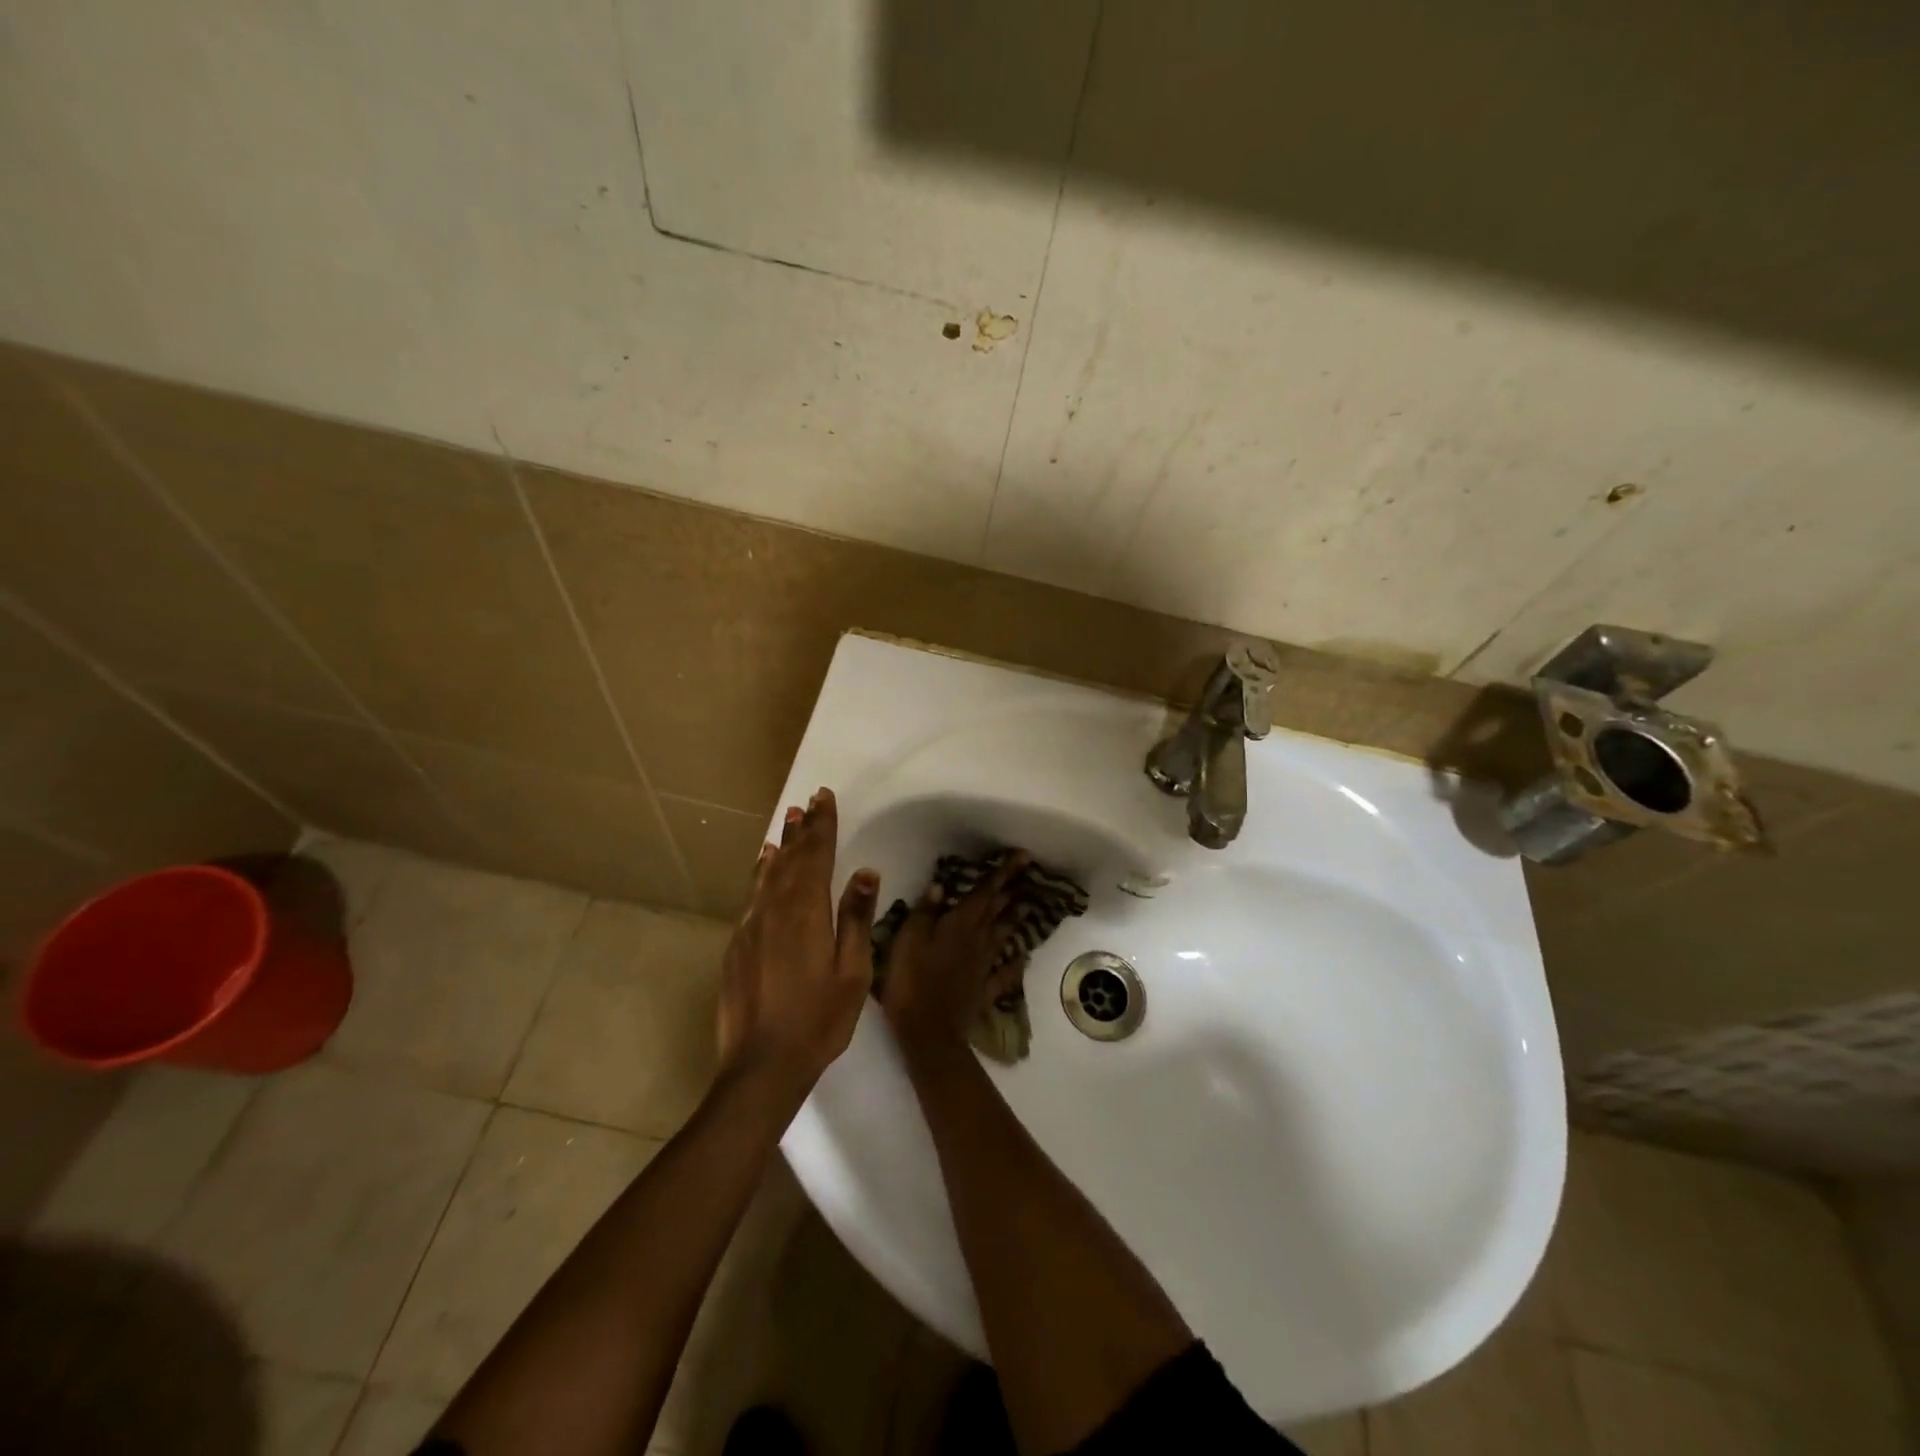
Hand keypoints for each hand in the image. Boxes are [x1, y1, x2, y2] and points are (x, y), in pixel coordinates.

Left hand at [716, 788, 878, 1096]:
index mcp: (806, 912)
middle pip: (790, 858)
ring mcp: (751, 926)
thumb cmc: (818, 1020)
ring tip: (789, 822)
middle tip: (809, 801)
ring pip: (768, 874)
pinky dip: (762, 873)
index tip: (824, 797)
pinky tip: (765, 865)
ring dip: (782, 846)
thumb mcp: (852, 972)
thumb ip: (857, 918)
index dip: (822, 825)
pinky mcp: (737, 944)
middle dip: (803, 829)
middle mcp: (775, 909)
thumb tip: (867, 871)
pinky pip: (753, 895)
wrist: (761, 1066)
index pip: (816, 856)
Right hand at [876, 852, 1026, 1053]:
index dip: (1003, 873)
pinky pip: (1003, 973)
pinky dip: (1014, 964)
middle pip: (997, 910)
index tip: (1022, 856)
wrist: (928, 1031)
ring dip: (1015, 919)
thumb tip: (940, 885)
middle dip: (1011, 889)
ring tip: (1028, 906)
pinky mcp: (983, 989)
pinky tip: (1023, 958)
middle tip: (1029, 873)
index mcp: (959, 924)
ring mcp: (984, 965)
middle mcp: (977, 940)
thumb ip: (925, 912)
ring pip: (1003, 936)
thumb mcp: (909, 939)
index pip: (984, 892)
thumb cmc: (912, 980)